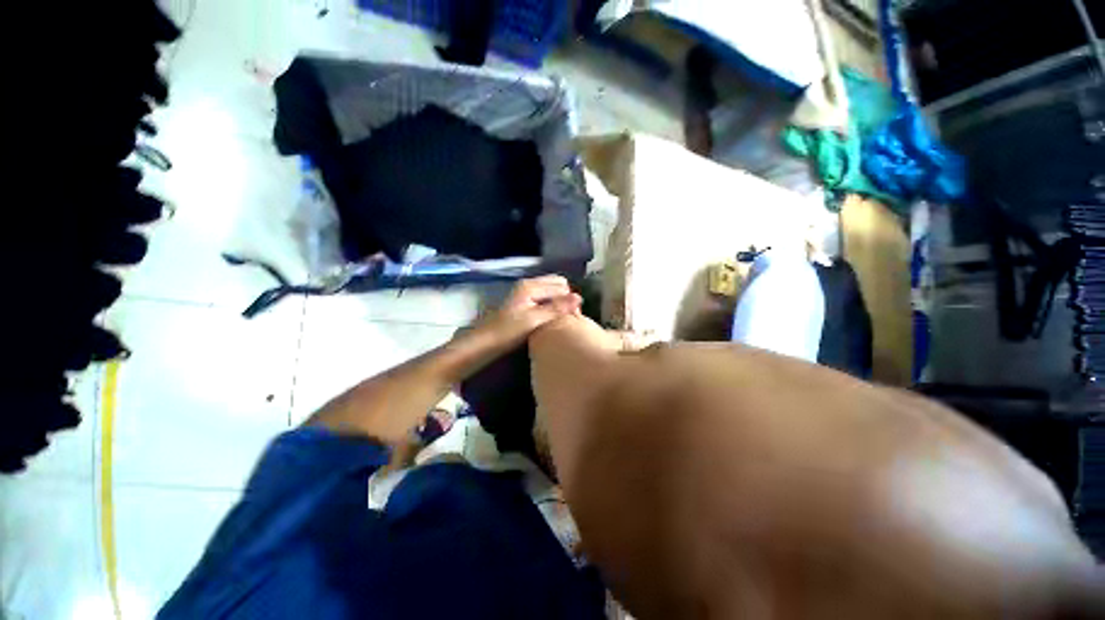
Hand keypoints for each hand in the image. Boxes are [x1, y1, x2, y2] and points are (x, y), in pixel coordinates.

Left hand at [484, 276, 581, 345]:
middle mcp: (529, 283)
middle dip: (566, 298)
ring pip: (552, 291)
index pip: (561, 286)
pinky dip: (552, 305)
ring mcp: (526, 291)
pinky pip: (545, 297)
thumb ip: (557, 308)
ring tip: (562, 319)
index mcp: (531, 285)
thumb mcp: (534, 320)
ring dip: (560, 302)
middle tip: (569, 317)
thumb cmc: (508, 331)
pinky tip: (552, 318)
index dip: (570, 300)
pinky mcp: (524, 300)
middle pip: (557, 284)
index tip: (574, 318)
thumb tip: (580, 297)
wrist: (485, 342)